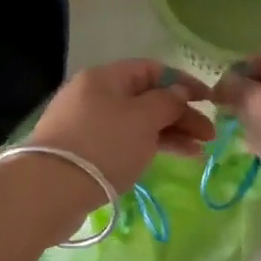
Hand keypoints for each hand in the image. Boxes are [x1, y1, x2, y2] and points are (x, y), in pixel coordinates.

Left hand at [30, 60, 215, 190]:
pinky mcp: (83, 152)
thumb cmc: (103, 145)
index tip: (210, 101)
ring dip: (169, 134)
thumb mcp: (143, 119)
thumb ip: (167, 101)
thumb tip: (179, 92)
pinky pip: (124, 142)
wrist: (50, 190)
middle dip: (180, 114)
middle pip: (145, 98)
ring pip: (136, 123)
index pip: (152, 69)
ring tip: (198, 152)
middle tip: (209, 136)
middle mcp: (93, 95)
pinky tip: (170, 158)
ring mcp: (86, 125)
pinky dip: (148, 147)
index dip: (184, 83)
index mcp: (105, 77)